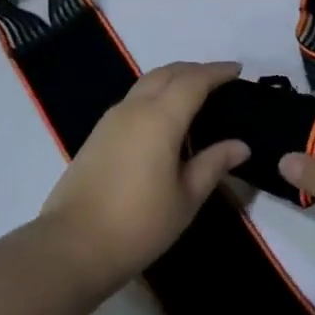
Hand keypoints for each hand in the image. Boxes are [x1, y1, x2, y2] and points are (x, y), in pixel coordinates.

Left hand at [40, 61, 249, 288]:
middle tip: (219, 80)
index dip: (217, 72)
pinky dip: (155, 95)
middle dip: (194, 70)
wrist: (74, 244)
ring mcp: (111, 119)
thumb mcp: (186, 197)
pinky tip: (165, 118)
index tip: (238, 69)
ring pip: (146, 83)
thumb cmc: (139, 223)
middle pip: (166, 73)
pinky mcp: (98, 134)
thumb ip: (213, 164)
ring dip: (172, 80)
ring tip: (194, 95)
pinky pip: (133, 99)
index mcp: (160, 118)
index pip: (193, 81)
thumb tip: (241, 145)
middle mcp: (134, 108)